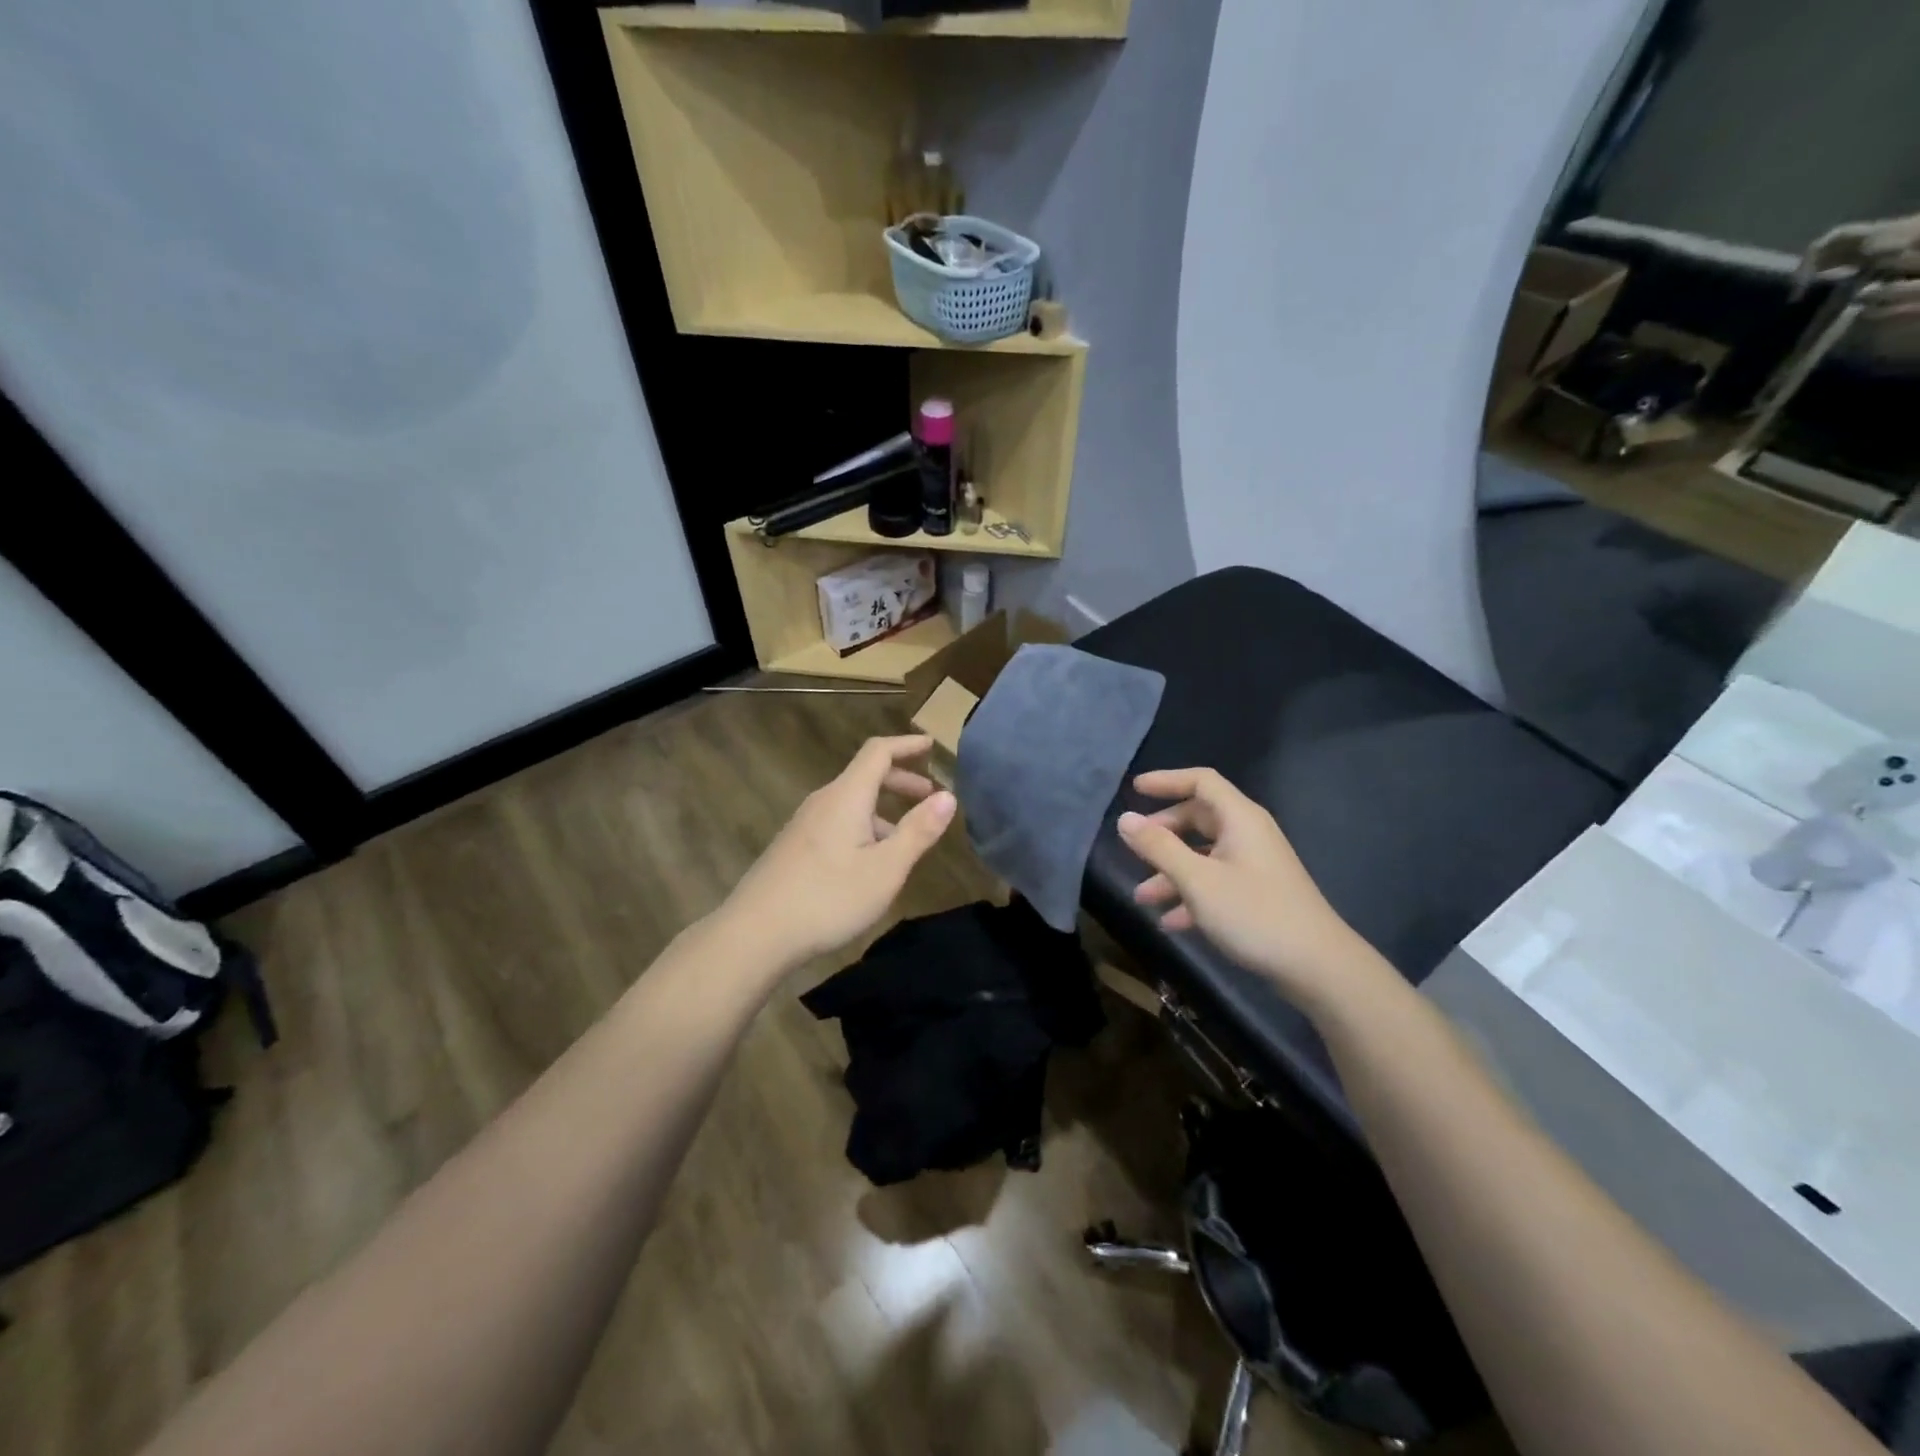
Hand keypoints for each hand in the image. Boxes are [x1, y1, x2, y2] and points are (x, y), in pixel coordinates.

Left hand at [720, 736, 956, 969]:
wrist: (754, 934)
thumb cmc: (828, 897)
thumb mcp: (886, 868)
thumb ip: (918, 831)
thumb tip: (948, 796)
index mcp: (846, 797)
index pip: (878, 752)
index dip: (906, 745)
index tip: (931, 746)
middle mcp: (823, 801)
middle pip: (865, 776)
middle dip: (901, 781)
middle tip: (929, 799)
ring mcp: (804, 824)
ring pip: (851, 803)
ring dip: (883, 810)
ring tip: (906, 840)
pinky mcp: (794, 847)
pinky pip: (837, 822)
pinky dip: (863, 827)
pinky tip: (869, 863)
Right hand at [1118, 768, 1360, 1008]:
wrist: (1318, 968)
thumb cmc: (1255, 914)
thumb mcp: (1197, 880)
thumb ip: (1158, 847)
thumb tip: (1124, 819)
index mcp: (1240, 819)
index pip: (1201, 781)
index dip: (1167, 780)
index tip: (1134, 790)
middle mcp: (1248, 835)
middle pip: (1198, 818)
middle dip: (1162, 834)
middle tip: (1134, 849)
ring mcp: (1255, 866)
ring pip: (1203, 855)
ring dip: (1171, 872)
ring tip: (1142, 898)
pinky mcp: (1258, 895)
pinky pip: (1216, 883)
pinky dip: (1191, 896)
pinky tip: (1171, 923)